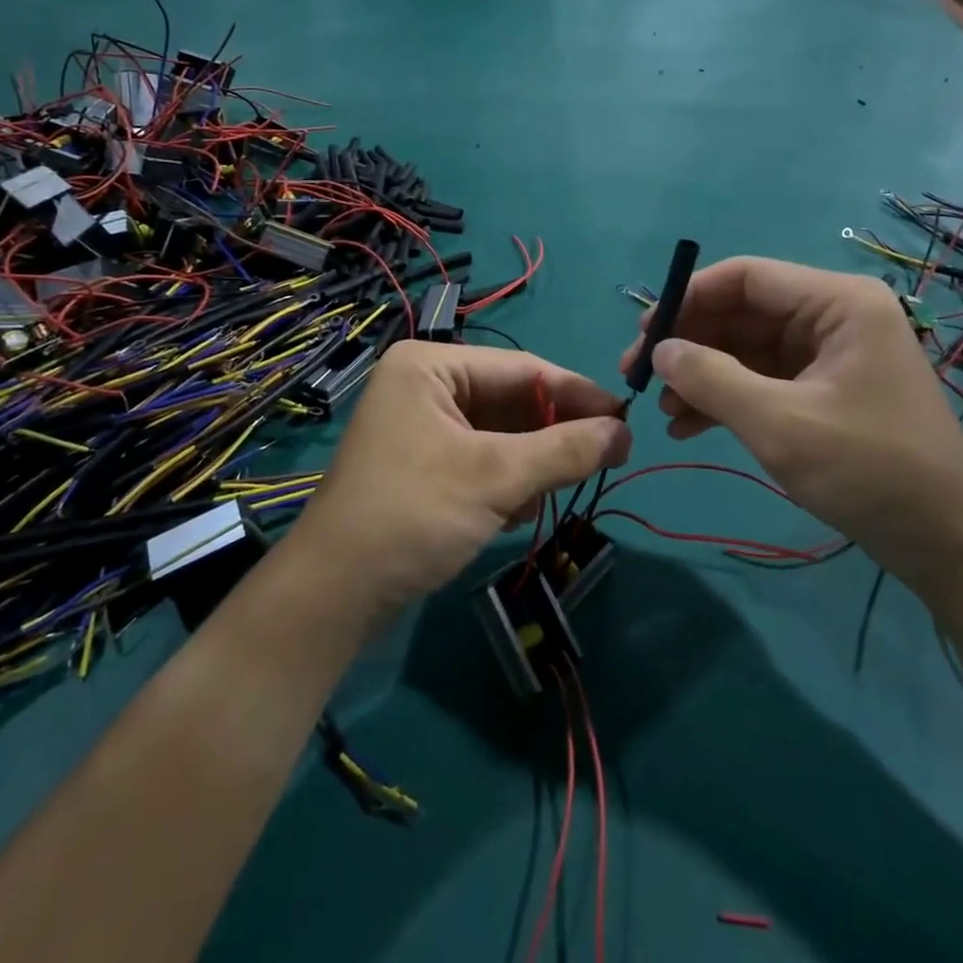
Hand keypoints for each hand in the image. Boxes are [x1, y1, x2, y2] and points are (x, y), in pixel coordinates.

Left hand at [289, 342, 630, 618]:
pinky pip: (478, 458)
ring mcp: (418, 426)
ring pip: (498, 433)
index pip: (522, 368)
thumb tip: (626, 433)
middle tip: (610, 457)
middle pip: (510, 400)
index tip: (628, 418)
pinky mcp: (420, 465)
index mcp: (430, 366)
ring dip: (531, 462)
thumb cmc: (413, 515)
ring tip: (563, 489)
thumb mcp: (496, 477)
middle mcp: (422, 385)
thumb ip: (565, 450)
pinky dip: (505, 480)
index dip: (577, 393)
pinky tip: (518, 512)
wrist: (334, 596)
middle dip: (553, 434)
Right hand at [620, 258, 962, 588]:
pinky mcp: (822, 392)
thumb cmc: (869, 469)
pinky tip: (687, 426)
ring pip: (744, 349)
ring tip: (662, 409)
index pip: (745, 276)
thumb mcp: (778, 423)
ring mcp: (827, 356)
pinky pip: (760, 380)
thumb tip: (659, 350)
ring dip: (701, 376)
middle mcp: (832, 317)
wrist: (949, 543)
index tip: (644, 331)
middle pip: (741, 312)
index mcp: (836, 302)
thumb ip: (711, 378)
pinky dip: (724, 399)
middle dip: (689, 343)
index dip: (689, 297)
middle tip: (638, 373)